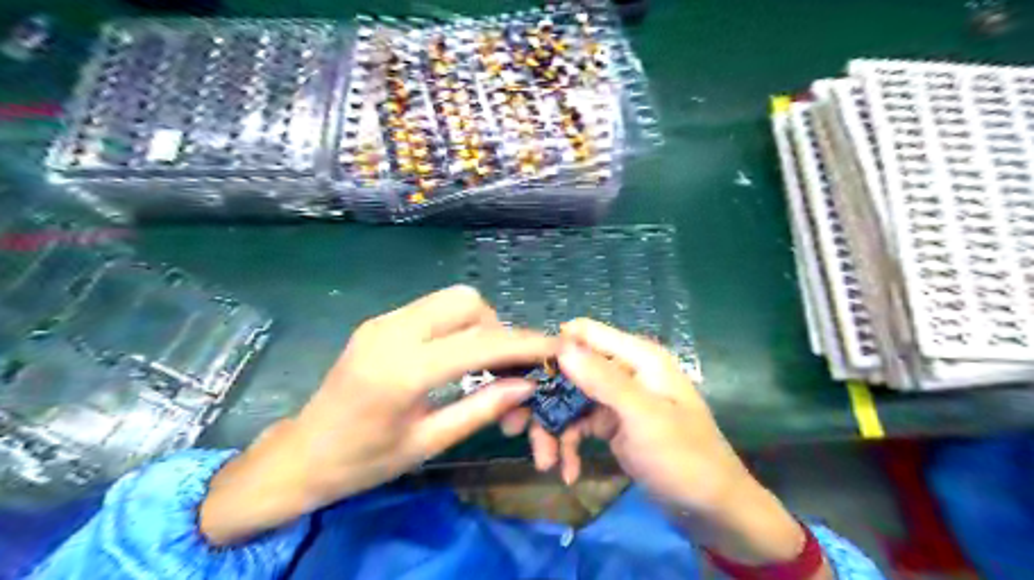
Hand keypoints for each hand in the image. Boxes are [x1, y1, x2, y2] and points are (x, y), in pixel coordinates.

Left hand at [201, 286, 557, 543]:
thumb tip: (527, 385)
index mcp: (403, 370)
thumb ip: (482, 408)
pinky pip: (432, 308)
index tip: (554, 348)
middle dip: (496, 327)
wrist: (303, 453)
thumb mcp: (428, 441)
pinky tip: (453, 355)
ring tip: (479, 362)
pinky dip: (455, 324)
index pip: (479, 343)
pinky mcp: (379, 321)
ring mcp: (383, 321)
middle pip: (466, 302)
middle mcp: (393, 332)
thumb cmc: (364, 460)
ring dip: (477, 323)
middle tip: (501, 365)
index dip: (523, 344)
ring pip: (450, 299)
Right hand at [503, 320, 753, 513]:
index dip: (553, 351)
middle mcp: (623, 371)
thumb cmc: (685, 458)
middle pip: (570, 371)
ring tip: (544, 462)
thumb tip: (561, 343)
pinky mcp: (611, 424)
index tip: (525, 379)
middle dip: (544, 400)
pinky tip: (566, 473)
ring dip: (553, 430)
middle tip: (514, 427)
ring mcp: (616, 399)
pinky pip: (579, 426)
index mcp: (637, 357)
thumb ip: (603, 380)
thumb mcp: (644, 417)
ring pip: (569, 401)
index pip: (584, 334)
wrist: (712, 510)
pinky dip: (568, 446)